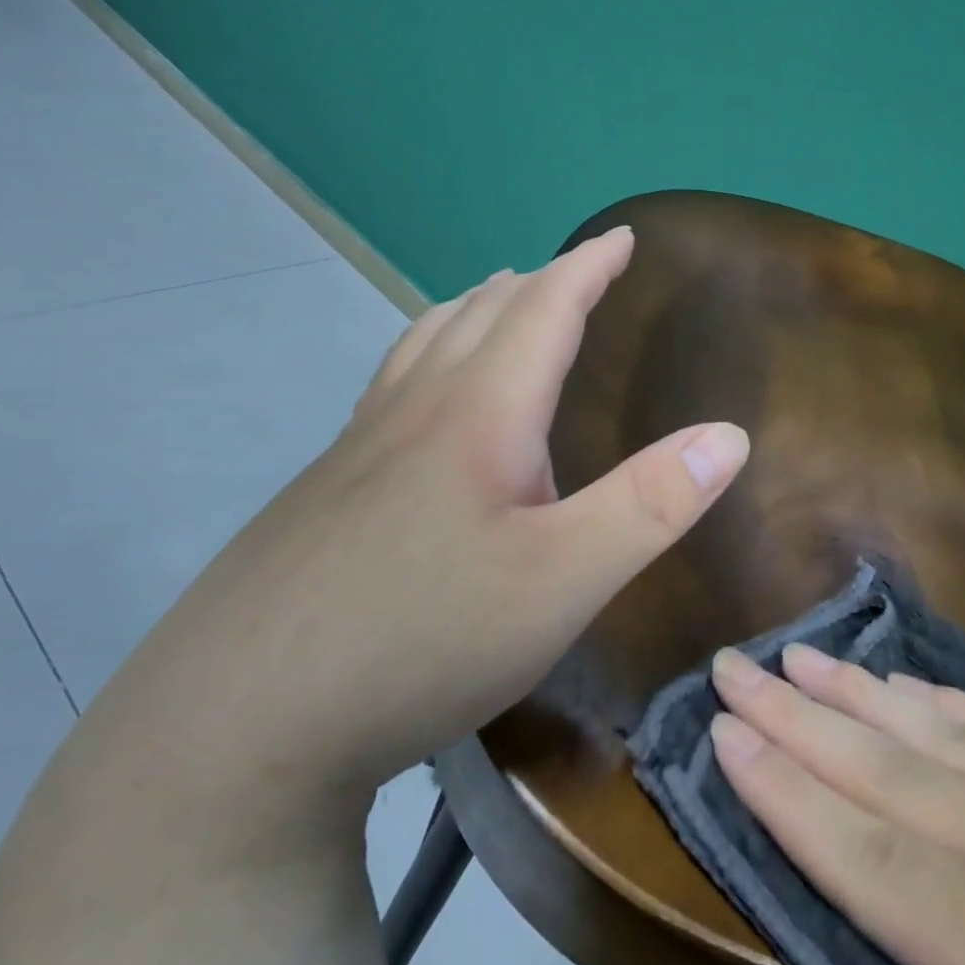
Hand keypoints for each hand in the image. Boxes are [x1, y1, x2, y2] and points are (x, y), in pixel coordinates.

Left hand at [87, 226, 751, 830]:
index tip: (621, 237)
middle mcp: (413, 412)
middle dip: (536, 282)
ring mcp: (357, 451)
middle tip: (571, 269)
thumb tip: (730, 436)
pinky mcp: (323, 494)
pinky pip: (391, 389)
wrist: (234, 728)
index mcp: (478, 413)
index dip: (588, 268)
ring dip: (472, 309)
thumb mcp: (564, 580)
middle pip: (479, 315)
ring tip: (497, 299)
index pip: (543, 310)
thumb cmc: (423, 639)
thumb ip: (651, 505)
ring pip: (423, 345)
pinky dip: (428, 357)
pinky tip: (424, 401)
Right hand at [707, 645, 964, 964]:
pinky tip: (919, 684)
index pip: (875, 864)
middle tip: (735, 663)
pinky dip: (951, 707)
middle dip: (803, 722)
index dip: (790, 799)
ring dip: (866, 698)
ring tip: (804, 655)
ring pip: (946, 741)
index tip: (725, 735)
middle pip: (893, 780)